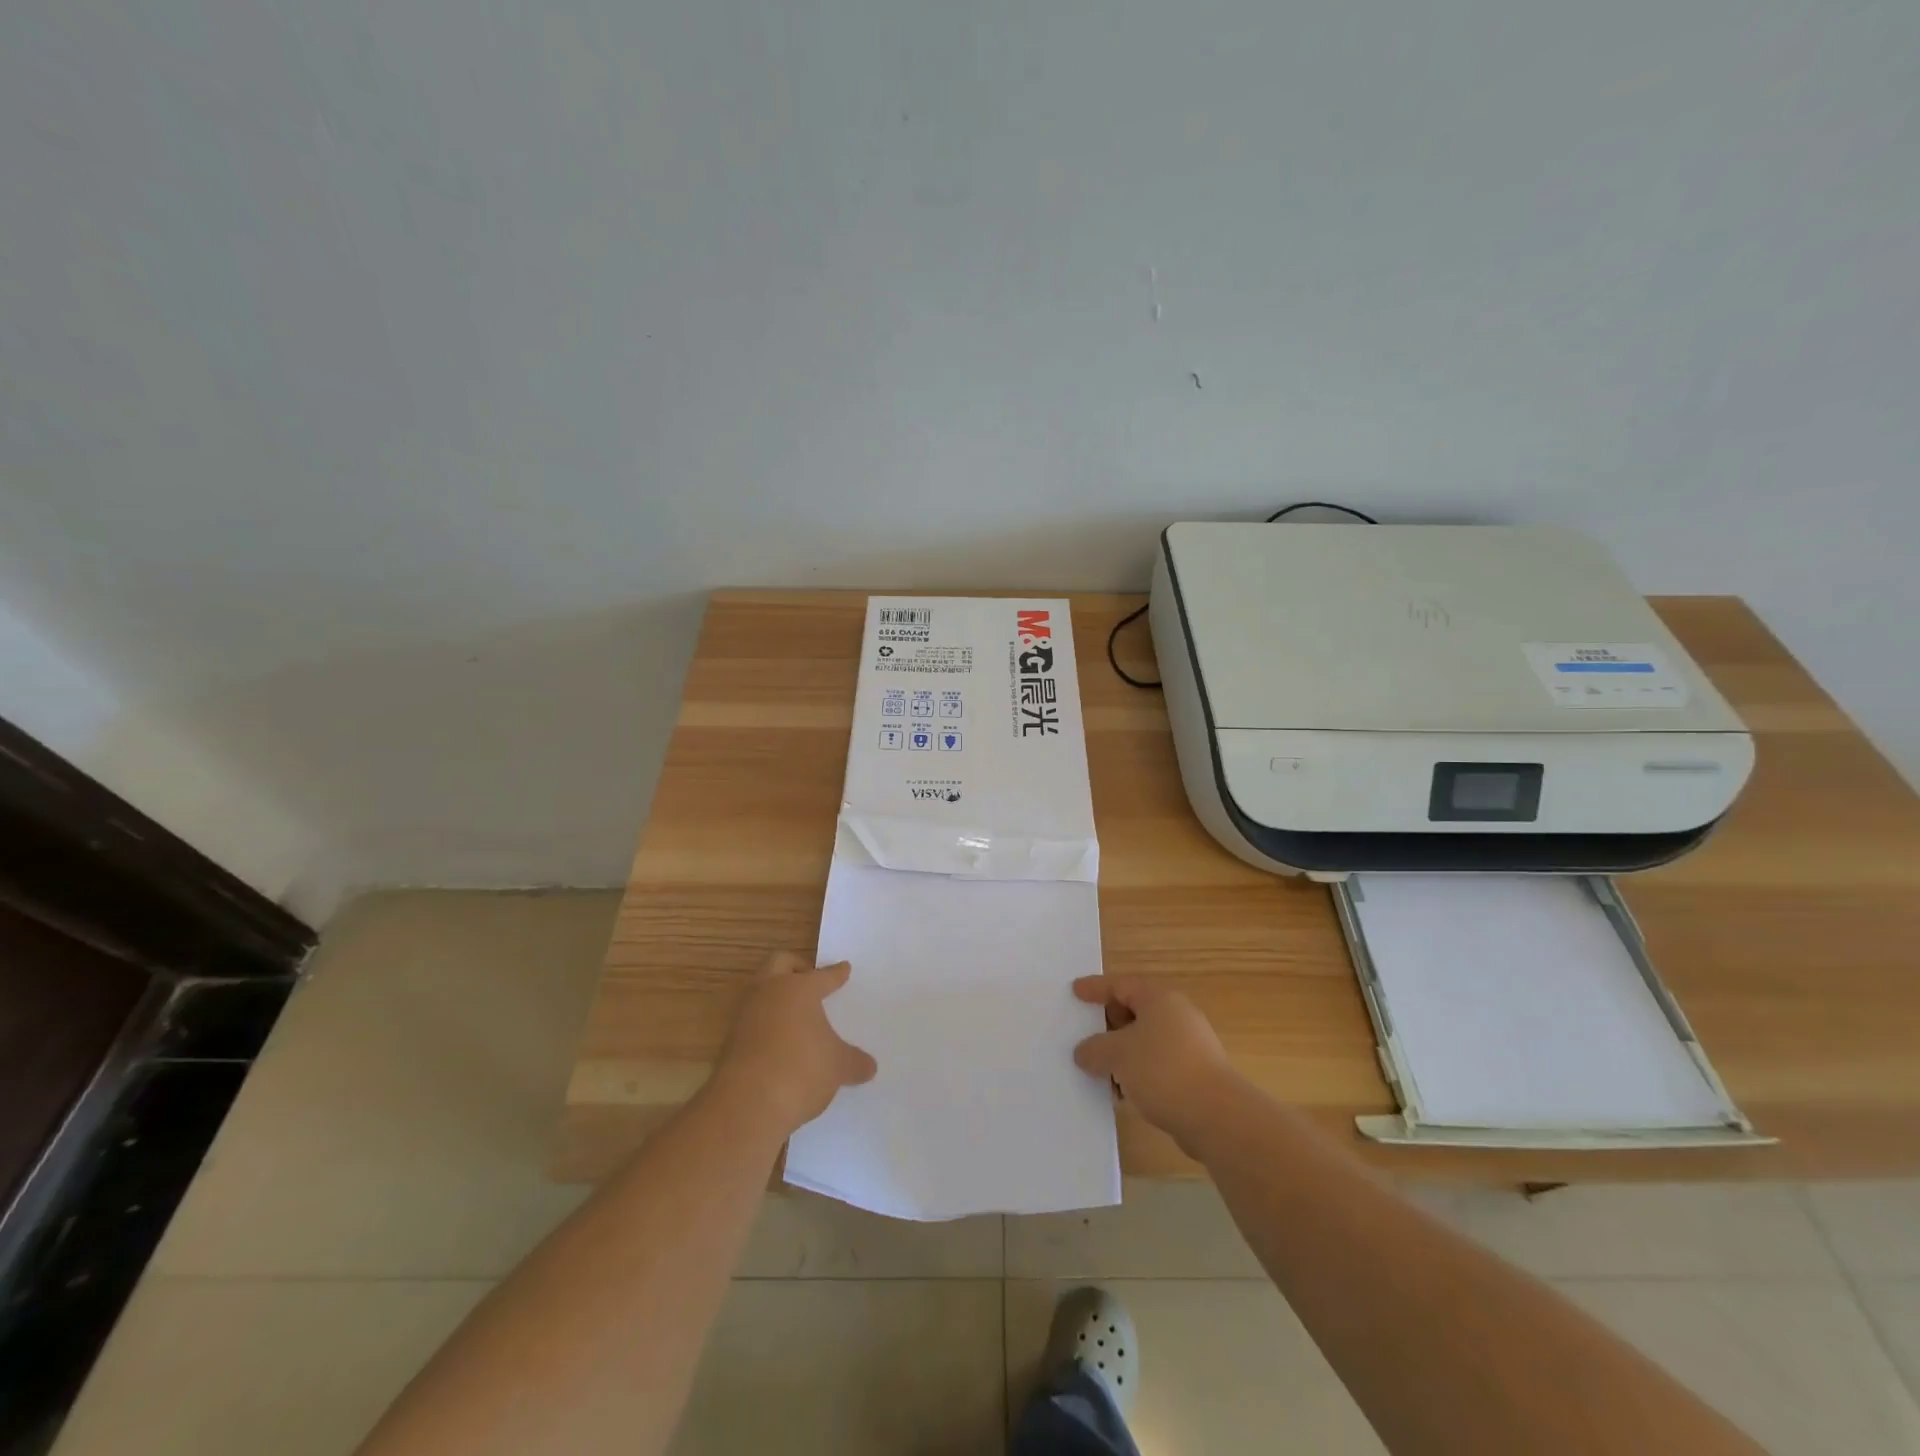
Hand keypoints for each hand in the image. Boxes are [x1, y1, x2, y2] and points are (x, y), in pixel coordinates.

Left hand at [713, 953, 877, 1133]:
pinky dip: (766, 1025)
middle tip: (810, 979)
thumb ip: (854, 1062)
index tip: (844, 969)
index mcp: (799, 988)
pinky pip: (752, 1021)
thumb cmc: (801, 1069)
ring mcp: (745, 1015)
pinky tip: (779, 1043)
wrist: (747, 1104)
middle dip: (796, 968)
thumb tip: (869, 1066)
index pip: (822, 975)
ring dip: (776, 997)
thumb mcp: (837, 1067)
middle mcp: (769, 992)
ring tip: (795, 1014)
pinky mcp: (730, 1041)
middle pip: (780, 963)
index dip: (836, 974)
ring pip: (761, 991)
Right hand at [1073, 976, 1238, 1152]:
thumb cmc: (1163, 1070)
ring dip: (1122, 1054)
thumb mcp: (1117, 1055)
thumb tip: (1084, 1052)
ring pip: (1145, 1041)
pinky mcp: (1195, 1075)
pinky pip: (1157, 1065)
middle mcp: (1177, 1015)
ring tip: (1099, 1071)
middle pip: (1134, 1011)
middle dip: (1107, 1024)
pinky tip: (1123, 1093)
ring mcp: (1190, 1046)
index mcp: (1159, 999)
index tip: (1075, 992)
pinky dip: (1137, 1073)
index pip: (1121, 984)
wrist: (1217, 1117)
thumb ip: (1094, 1049)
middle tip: (1084, 1034)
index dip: (1095, 988)